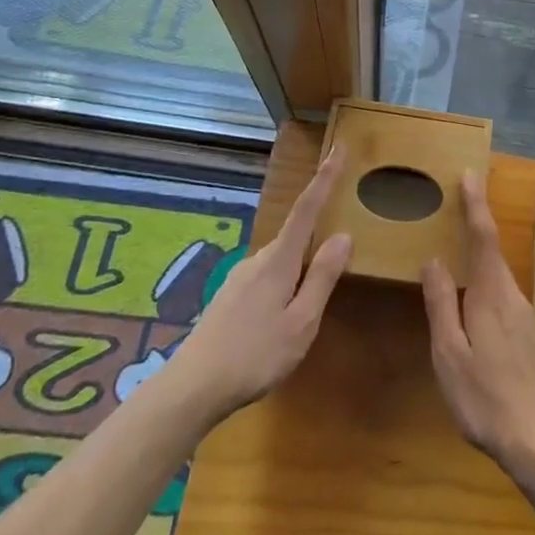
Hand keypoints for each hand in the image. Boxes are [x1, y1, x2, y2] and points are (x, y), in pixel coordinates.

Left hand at [168, 147, 351, 426]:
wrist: (191, 388)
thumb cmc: (254, 355)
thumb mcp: (301, 322)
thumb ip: (322, 277)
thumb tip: (343, 234)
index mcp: (279, 260)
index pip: (307, 207)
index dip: (325, 177)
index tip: (339, 147)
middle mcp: (258, 259)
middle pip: (295, 235)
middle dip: (317, 233)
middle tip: (340, 246)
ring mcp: (240, 278)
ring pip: (281, 261)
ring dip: (299, 269)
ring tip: (310, 303)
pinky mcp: (230, 298)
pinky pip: (267, 278)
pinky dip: (283, 285)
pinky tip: (281, 319)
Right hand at [421, 171, 534, 483]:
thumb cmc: (488, 398)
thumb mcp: (451, 355)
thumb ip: (442, 305)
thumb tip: (434, 260)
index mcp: (492, 294)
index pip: (483, 237)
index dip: (475, 204)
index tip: (470, 174)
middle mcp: (513, 297)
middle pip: (492, 252)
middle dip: (477, 224)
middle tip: (457, 203)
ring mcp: (526, 318)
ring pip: (498, 276)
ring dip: (481, 256)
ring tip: (458, 252)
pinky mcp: (531, 338)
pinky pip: (504, 297)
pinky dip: (487, 284)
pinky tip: (475, 304)